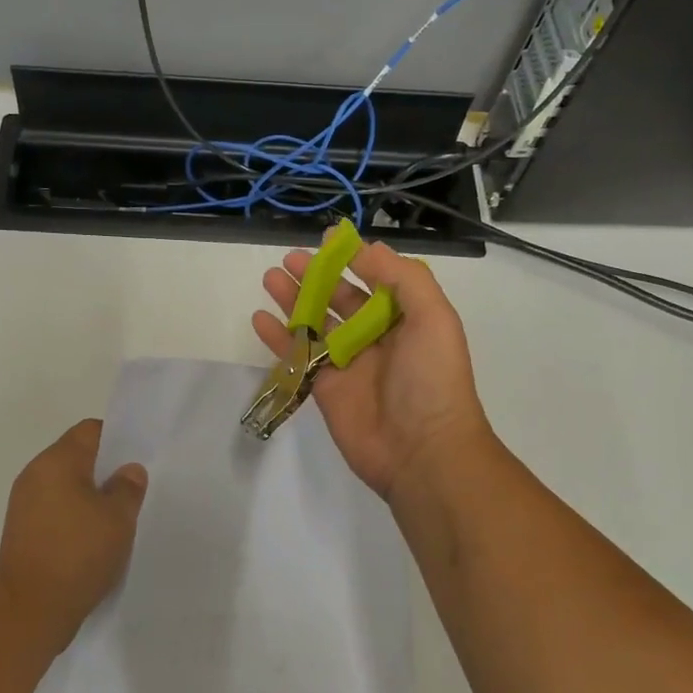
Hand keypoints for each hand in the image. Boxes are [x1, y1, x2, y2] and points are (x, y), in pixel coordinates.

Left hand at [0, 419, 147, 652]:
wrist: (28, 610)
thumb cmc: (77, 554)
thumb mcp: (117, 519)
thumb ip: (128, 487)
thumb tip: (129, 470)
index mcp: (57, 461)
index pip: (90, 430)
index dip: (117, 439)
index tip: (137, 461)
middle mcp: (35, 473)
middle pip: (76, 456)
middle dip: (105, 470)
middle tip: (133, 491)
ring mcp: (24, 503)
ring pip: (66, 485)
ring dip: (90, 496)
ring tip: (116, 518)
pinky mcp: (22, 530)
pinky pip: (55, 509)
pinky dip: (74, 516)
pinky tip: (94, 539)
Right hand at [255, 237, 493, 501]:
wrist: (422, 452)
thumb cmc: (432, 380)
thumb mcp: (433, 319)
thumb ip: (403, 279)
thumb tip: (368, 247)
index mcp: (407, 319)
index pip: (377, 280)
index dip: (354, 259)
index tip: (327, 240)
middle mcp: (377, 337)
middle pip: (341, 299)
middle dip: (317, 277)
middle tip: (289, 258)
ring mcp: (349, 363)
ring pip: (315, 324)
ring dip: (293, 300)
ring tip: (270, 278)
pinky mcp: (325, 388)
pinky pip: (298, 356)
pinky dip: (278, 338)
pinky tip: (259, 319)